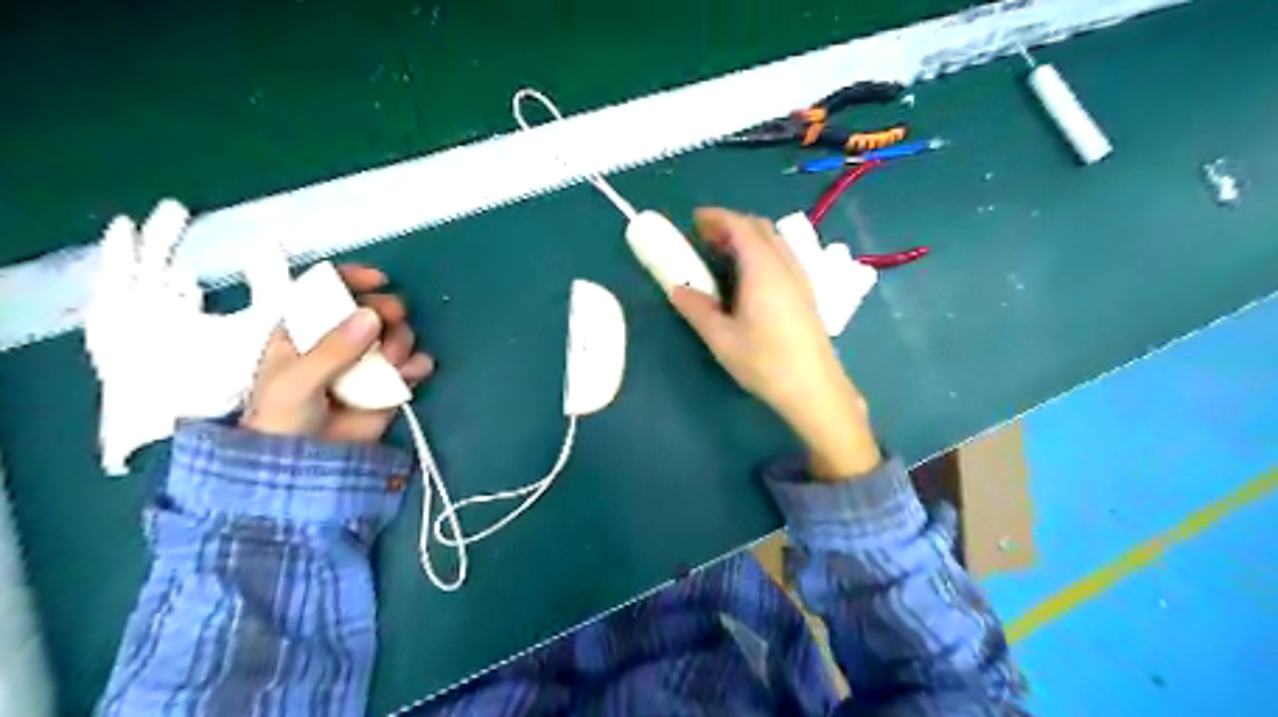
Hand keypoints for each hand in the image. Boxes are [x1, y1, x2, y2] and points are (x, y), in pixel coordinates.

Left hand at [237, 263, 434, 442]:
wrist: (304, 466)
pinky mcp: (390, 384)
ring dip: (401, 341)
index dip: (353, 279)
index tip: (379, 279)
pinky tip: (414, 371)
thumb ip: (333, 349)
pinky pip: (414, 364)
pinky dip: (419, 364)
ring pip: (397, 334)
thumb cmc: (283, 418)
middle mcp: (340, 340)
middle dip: (387, 311)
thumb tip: (372, 315)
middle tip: (390, 322)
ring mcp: (368, 362)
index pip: (328, 291)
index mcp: (305, 330)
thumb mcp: (298, 381)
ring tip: (393, 363)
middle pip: (372, 309)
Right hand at [669, 210, 879, 478]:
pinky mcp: (808, 294)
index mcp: (762, 269)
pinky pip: (784, 257)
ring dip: (750, 238)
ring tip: (725, 256)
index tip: (695, 220)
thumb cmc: (764, 362)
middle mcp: (785, 265)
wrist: (814, 388)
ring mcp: (801, 278)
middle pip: (760, 228)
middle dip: (732, 224)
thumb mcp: (721, 338)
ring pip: (776, 241)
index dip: (716, 217)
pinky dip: (763, 252)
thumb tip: (677, 289)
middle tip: (706, 238)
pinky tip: (751, 278)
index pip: (740, 226)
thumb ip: (697, 308)